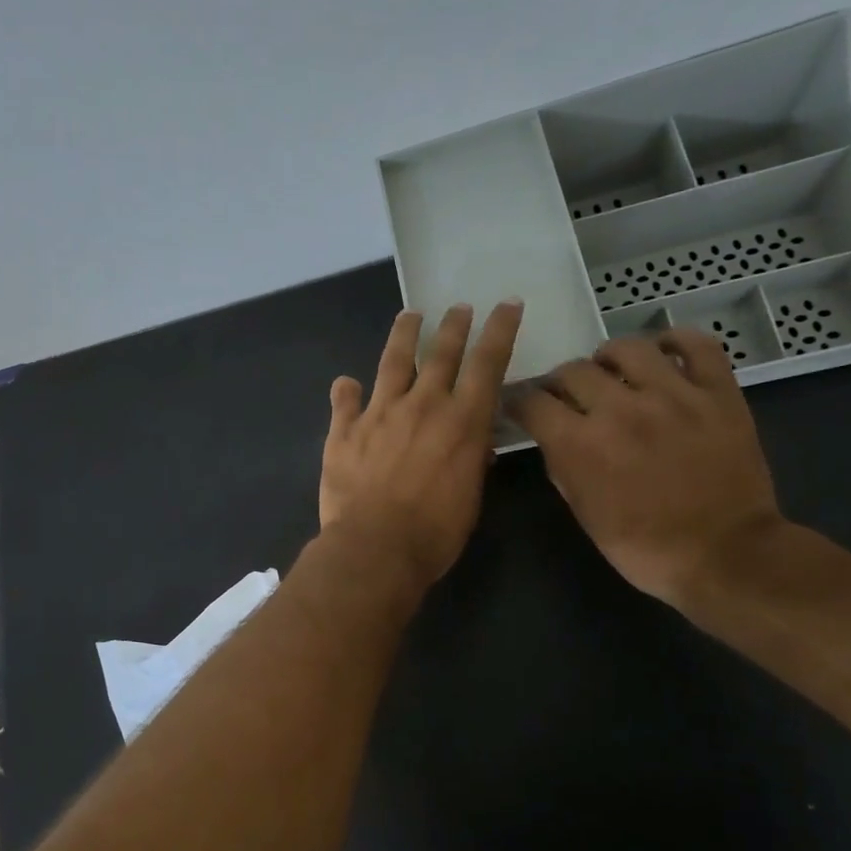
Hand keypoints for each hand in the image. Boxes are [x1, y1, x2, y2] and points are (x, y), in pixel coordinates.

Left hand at [320, 300, 523, 583]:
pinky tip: (345, 382)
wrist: (375, 546)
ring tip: (410, 316)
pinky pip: (344, 401)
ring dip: (403, 335)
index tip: (506, 304)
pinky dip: (345, 391)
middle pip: (441, 353)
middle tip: (459, 307)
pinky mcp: (344, 430)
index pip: (488, 363)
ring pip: (393, 361)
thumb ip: (471, 460)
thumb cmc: (434, 532)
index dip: (500, 330)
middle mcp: (423, 405)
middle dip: (454, 326)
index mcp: (462, 421)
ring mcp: (380, 412)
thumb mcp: (470, 497)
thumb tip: (474, 444)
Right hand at [507, 331, 782, 606]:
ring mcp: (674, 396)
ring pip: (628, 348)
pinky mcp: (718, 393)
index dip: (520, 402)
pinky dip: (675, 341)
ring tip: (612, 371)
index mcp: (580, 444)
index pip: (532, 402)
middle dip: (560, 383)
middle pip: (573, 370)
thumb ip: (562, 467)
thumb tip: (553, 439)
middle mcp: (621, 409)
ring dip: (608, 357)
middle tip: (567, 397)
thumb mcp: (584, 513)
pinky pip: (697, 345)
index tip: (521, 406)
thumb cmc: (644, 547)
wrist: (725, 556)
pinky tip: (663, 352)